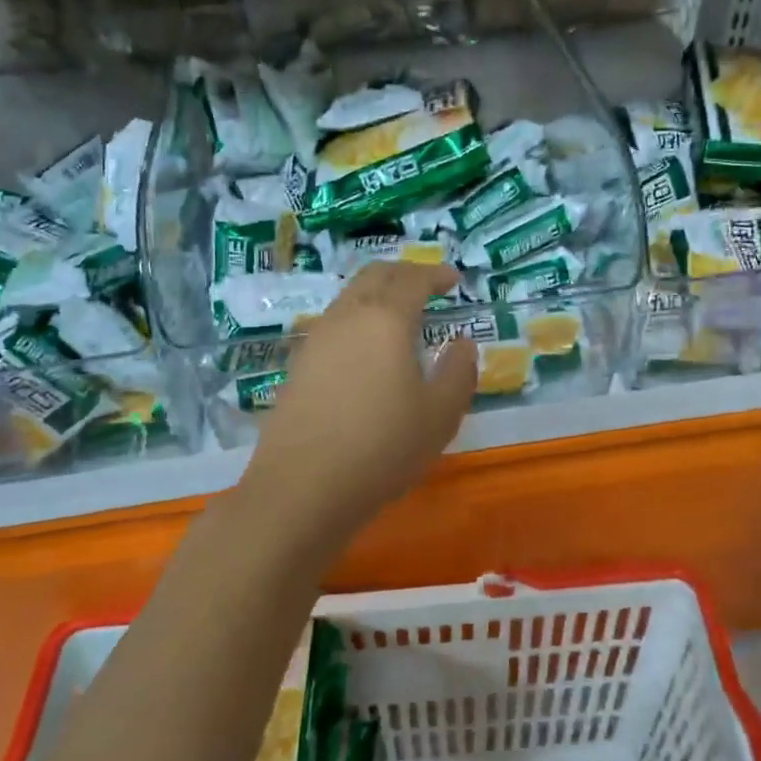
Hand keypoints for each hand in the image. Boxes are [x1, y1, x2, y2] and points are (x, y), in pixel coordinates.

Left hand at [242, 262, 476, 538]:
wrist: (301, 488)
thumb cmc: (382, 448)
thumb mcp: (440, 415)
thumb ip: (458, 372)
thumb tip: (462, 343)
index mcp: (385, 320)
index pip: (413, 279)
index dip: (435, 273)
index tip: (454, 279)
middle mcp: (347, 317)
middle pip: (374, 275)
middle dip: (404, 273)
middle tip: (426, 285)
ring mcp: (316, 340)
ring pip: (349, 297)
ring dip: (377, 294)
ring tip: (399, 316)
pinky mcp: (298, 366)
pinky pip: (333, 324)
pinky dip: (357, 319)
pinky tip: (366, 350)